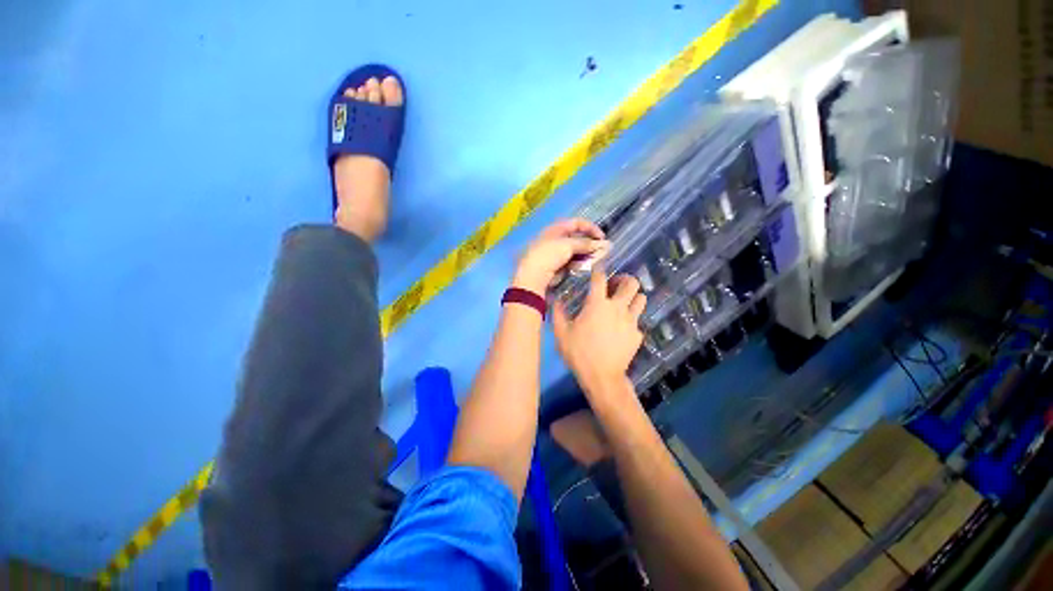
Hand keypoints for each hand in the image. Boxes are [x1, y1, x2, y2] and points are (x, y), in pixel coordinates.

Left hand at [512, 219, 606, 293]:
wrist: (534, 275)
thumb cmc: (549, 255)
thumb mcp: (568, 245)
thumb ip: (585, 243)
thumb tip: (600, 244)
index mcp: (555, 229)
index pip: (577, 223)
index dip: (590, 228)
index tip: (602, 237)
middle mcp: (555, 238)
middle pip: (576, 237)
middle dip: (589, 243)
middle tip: (600, 251)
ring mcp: (555, 252)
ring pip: (574, 251)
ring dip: (585, 254)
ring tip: (594, 260)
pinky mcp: (556, 265)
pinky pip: (570, 261)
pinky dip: (578, 262)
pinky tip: (583, 267)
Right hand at [553, 266, 645, 396]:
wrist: (601, 377)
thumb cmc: (579, 352)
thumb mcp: (561, 333)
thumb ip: (558, 313)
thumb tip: (556, 300)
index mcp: (597, 304)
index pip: (600, 278)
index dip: (599, 270)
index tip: (597, 269)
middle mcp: (617, 307)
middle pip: (632, 283)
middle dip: (625, 279)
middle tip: (615, 286)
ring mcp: (630, 321)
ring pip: (641, 299)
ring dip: (633, 297)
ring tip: (623, 304)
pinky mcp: (637, 334)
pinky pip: (638, 321)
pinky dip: (631, 321)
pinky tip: (622, 329)